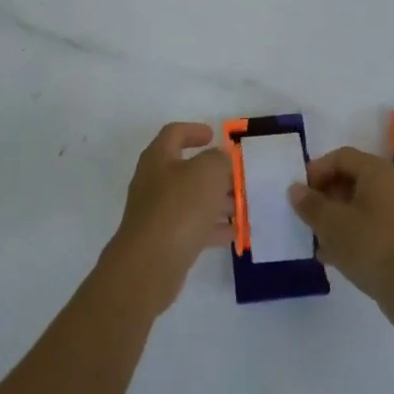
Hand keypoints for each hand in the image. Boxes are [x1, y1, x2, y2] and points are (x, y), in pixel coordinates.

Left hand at [105, 122, 234, 314]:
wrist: (150, 264)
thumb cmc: (179, 207)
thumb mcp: (207, 172)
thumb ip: (218, 159)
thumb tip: (219, 158)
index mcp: (158, 158)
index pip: (174, 133)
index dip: (194, 130)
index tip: (214, 136)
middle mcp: (154, 182)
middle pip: (186, 169)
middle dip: (214, 172)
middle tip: (239, 176)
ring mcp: (157, 213)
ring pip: (191, 200)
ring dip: (217, 200)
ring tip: (243, 205)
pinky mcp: (164, 240)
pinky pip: (192, 227)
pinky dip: (212, 227)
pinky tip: (234, 232)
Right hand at [289, 147, 393, 324]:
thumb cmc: (369, 245)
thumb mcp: (331, 223)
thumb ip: (310, 204)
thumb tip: (295, 189)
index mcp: (376, 172)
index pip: (341, 157)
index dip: (317, 170)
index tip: (300, 192)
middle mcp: (392, 184)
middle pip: (351, 179)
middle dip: (325, 195)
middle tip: (306, 214)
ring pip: (360, 205)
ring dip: (336, 217)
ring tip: (316, 237)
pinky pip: (371, 225)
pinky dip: (351, 233)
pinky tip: (333, 255)